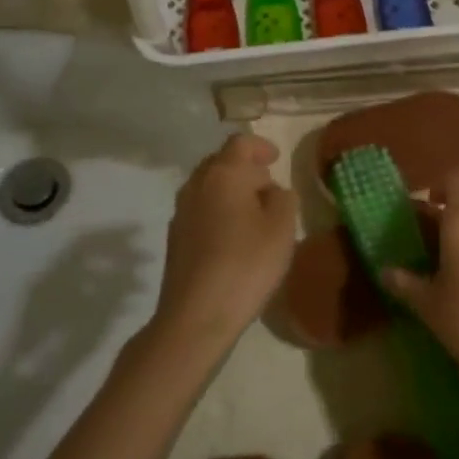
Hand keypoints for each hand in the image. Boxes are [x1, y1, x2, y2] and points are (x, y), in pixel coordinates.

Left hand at [155, 133, 298, 348]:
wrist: (196, 315)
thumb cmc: (246, 264)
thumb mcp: (282, 228)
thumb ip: (283, 199)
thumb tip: (271, 191)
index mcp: (223, 174)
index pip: (240, 143)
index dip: (260, 146)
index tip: (276, 158)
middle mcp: (196, 185)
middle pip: (220, 162)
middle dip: (244, 168)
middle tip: (268, 185)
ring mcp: (181, 212)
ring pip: (208, 187)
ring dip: (230, 190)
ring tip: (254, 212)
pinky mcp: (175, 238)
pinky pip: (200, 210)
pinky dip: (218, 210)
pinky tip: (234, 236)